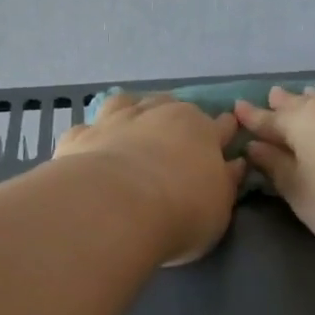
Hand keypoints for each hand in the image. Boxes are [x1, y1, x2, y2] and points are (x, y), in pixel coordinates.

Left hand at [54, 93, 246, 264]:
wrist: (113, 210)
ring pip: (126, 102)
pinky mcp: (80, 137)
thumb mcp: (219, 209)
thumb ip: (226, 183)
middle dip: (174, 118)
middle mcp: (158, 114)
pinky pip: (88, 128)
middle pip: (171, 105)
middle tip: (172, 140)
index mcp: (200, 129)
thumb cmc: (179, 212)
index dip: (224, 133)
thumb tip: (234, 164)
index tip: (225, 140)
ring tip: (130, 129)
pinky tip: (91, 149)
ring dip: (131, 112)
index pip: (221, 125)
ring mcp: (115, 120)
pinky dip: (93, 136)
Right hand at [234, 86, 314, 255]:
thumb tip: (256, 147)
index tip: (237, 108)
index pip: (269, 120)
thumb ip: (277, 169)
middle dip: (285, 103)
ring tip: (308, 95)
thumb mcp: (302, 195)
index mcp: (302, 123)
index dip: (252, 118)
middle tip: (272, 95)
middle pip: (302, 103)